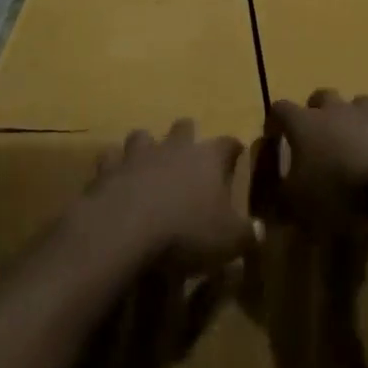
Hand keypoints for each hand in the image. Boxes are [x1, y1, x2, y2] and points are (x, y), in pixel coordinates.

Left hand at [80, 120, 259, 274]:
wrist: (124, 228)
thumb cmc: (186, 231)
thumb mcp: (228, 240)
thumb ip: (247, 234)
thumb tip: (261, 230)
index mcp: (207, 158)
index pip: (228, 143)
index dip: (233, 149)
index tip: (236, 154)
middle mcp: (173, 147)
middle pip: (184, 127)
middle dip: (187, 135)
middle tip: (190, 152)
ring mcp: (137, 155)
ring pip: (143, 136)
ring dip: (146, 146)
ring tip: (148, 162)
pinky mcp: (107, 169)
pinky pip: (110, 159)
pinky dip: (114, 167)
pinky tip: (115, 179)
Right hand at [258, 90, 367, 226]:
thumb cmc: (335, 187)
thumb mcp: (297, 201)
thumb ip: (282, 195)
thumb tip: (276, 194)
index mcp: (303, 123)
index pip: (280, 108)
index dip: (275, 119)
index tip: (274, 134)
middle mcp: (334, 111)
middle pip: (322, 95)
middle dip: (316, 109)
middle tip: (316, 130)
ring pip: (358, 102)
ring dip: (353, 115)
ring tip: (352, 136)